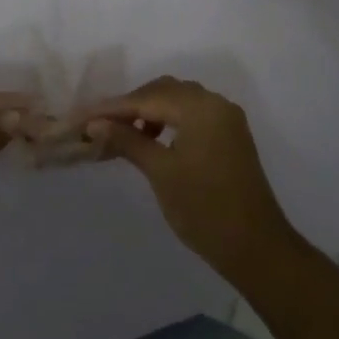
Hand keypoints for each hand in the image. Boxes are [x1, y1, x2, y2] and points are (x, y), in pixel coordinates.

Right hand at [85, 77, 303, 278]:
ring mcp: (226, 119)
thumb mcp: (160, 172)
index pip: (147, 98)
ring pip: (178, 101)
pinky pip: (193, 115)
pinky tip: (152, 140)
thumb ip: (128, 140)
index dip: (112, 108)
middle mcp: (216, 103)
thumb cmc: (204, 209)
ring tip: (124, 135)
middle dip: (130, 106)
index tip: (82, 117)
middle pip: (164, 91)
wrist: (256, 247)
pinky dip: (169, 121)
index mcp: (201, 107)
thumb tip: (95, 124)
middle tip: (100, 125)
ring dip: (149, 111)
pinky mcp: (230, 136)